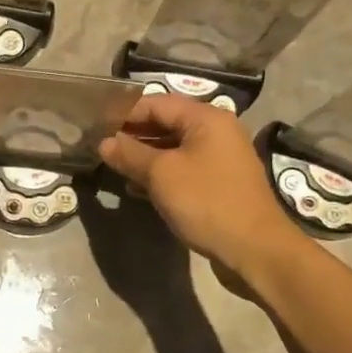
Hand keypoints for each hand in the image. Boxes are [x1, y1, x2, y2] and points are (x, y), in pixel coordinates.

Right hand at [98, 95, 300, 277]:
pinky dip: (161, 174)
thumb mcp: (161, 174)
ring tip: (114, 168)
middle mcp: (216, 131)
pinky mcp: (219, 183)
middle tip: (102, 148)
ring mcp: (220, 158)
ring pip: (173, 148)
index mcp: (206, 118)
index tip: (97, 127)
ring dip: (144, 156)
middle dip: (133, 135)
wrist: (255, 249)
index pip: (156, 103)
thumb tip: (104, 142)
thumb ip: (130, 154)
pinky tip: (137, 188)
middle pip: (166, 123)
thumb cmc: (206, 202)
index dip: (125, 113)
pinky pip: (184, 168)